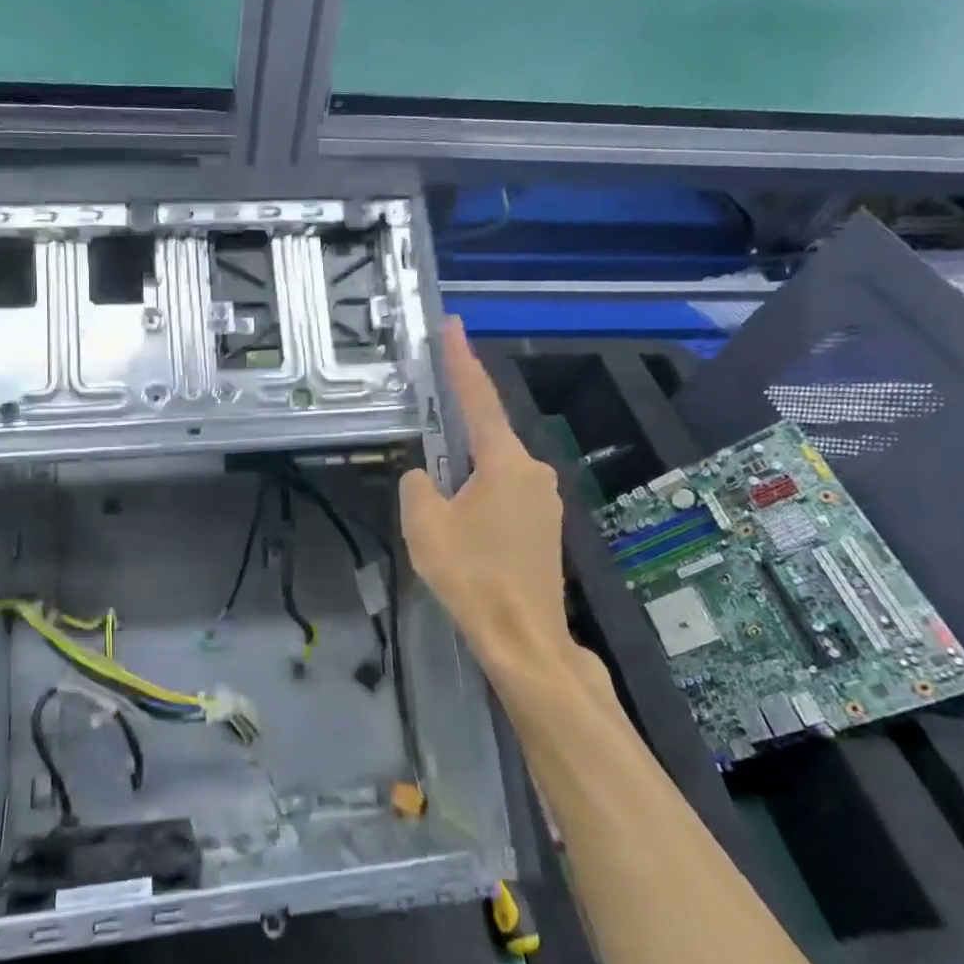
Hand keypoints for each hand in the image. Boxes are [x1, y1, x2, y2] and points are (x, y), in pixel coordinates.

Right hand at [400, 320, 612, 715]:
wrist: (524, 638)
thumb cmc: (471, 575)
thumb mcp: (424, 524)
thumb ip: (418, 484)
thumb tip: (426, 476)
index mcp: (505, 462)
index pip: (478, 398)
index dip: (461, 360)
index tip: (452, 325)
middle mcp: (533, 470)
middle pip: (487, 435)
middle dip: (456, 430)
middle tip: (426, 431)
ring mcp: (545, 499)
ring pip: (494, 467)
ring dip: (465, 470)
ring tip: (438, 497)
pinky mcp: (545, 525)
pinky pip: (505, 491)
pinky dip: (479, 491)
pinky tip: (462, 520)